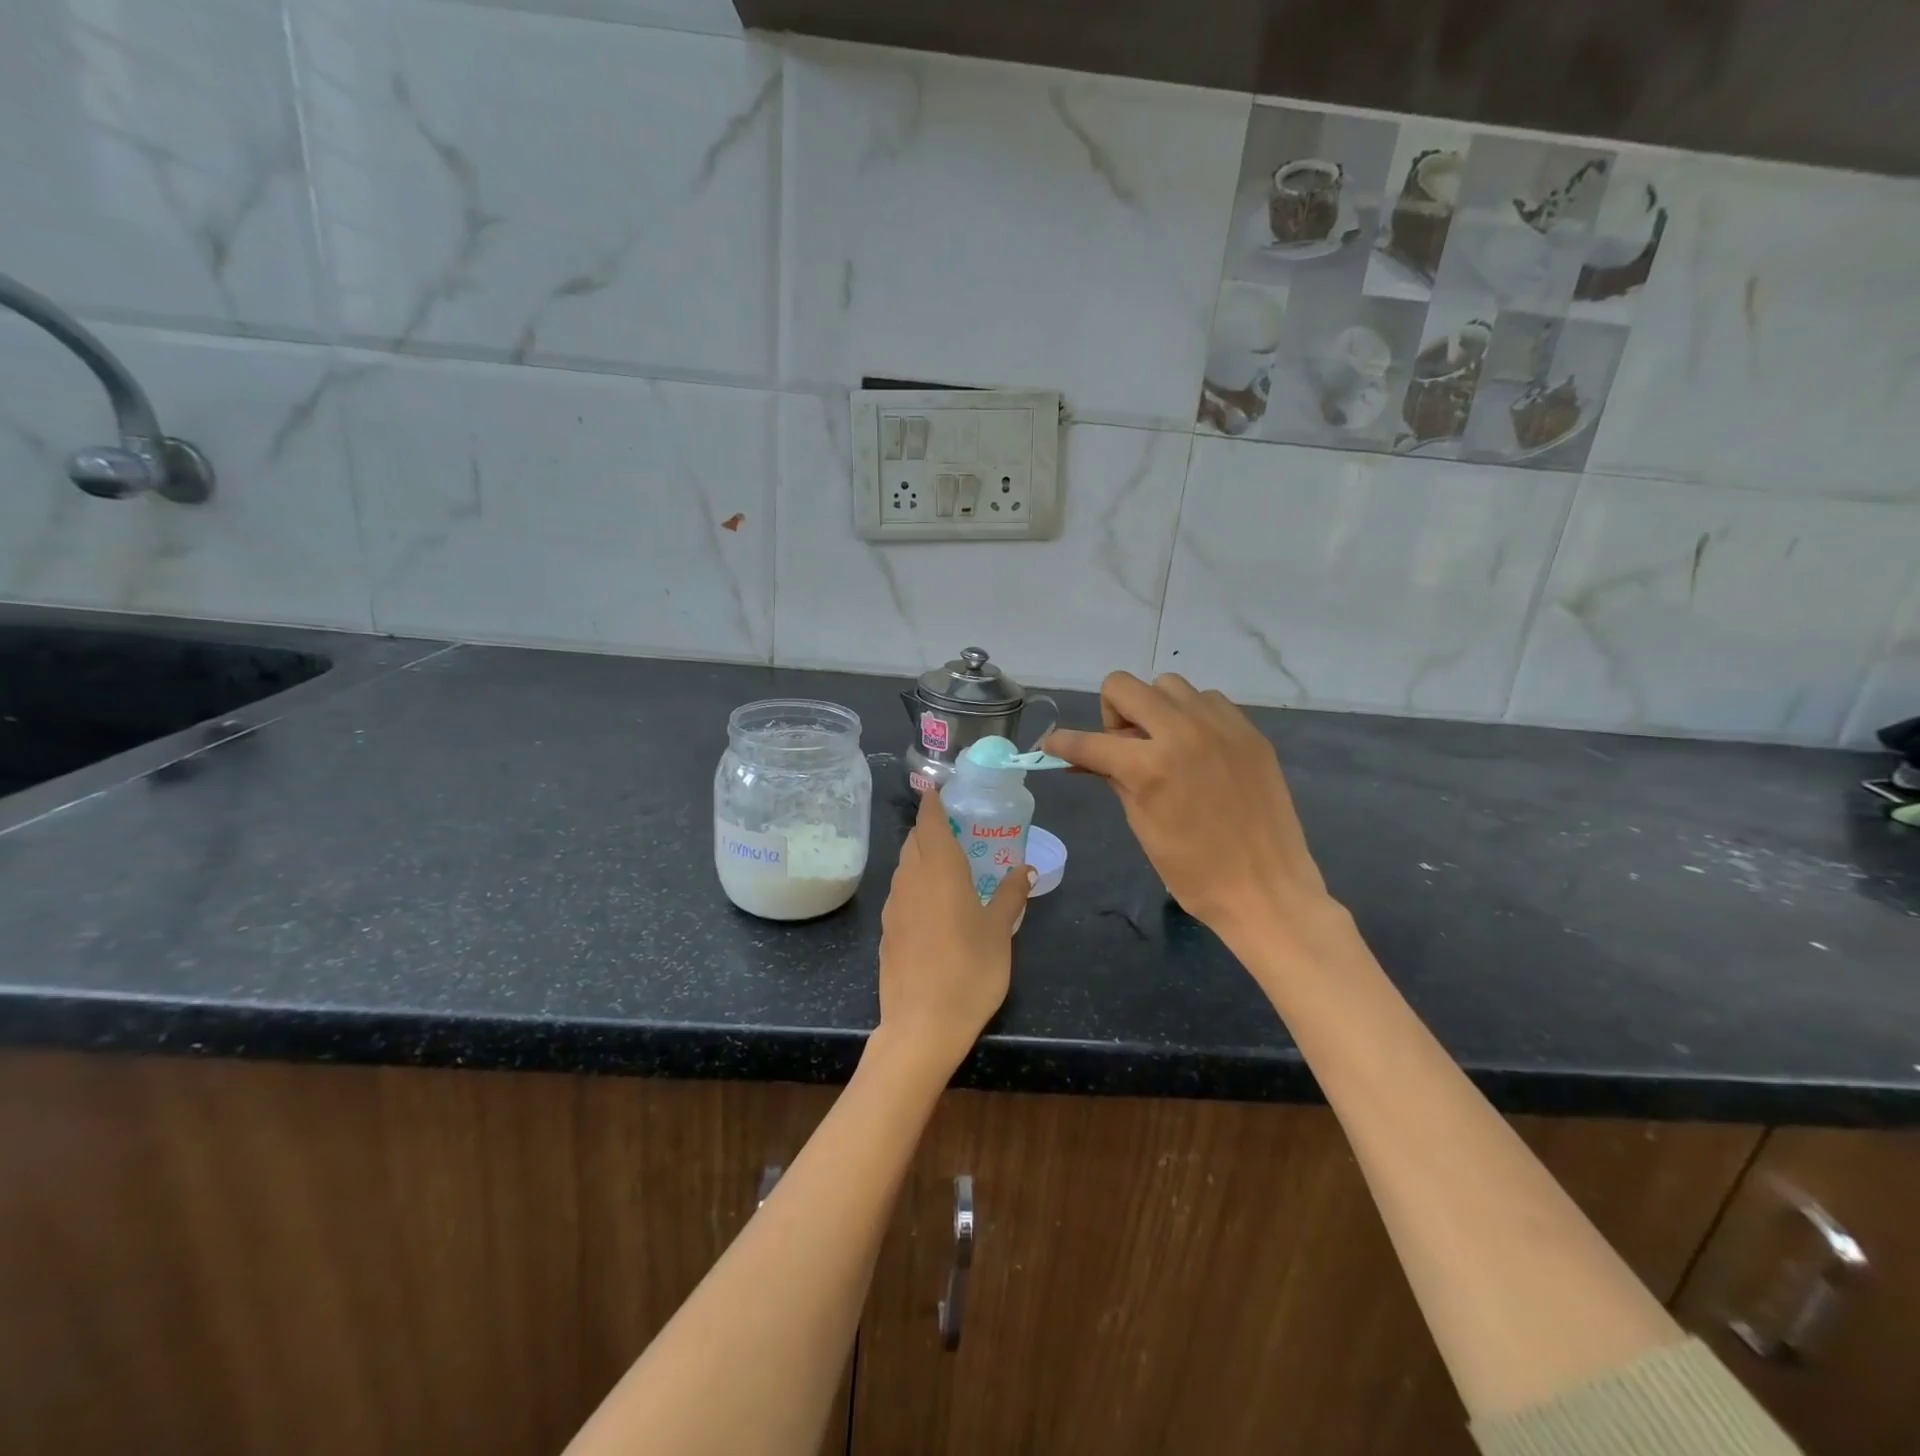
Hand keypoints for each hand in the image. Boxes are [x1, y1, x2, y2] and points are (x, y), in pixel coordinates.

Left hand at [875, 790, 1032, 1073]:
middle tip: (956, 832)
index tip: (940, 792)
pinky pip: (900, 893)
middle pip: (913, 841)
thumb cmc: (970, 971)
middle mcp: (911, 879)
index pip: (929, 821)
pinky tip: (932, 905)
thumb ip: (1011, 894)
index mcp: (940, 870)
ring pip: (904, 866)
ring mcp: (893, 905)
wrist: (922, 1025)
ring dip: (920, 857)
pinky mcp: (886, 930)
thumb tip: (1026, 869)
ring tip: (947, 867)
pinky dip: (914, 885)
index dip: (933, 803)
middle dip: (929, 829)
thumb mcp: (1000, 931)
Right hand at [1045, 672, 1340, 954]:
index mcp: (1150, 767)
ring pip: (1168, 686)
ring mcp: (1221, 726)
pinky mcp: (1249, 731)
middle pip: (1123, 686)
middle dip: (1111, 713)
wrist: (1266, 889)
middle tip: (1124, 747)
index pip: (1089, 742)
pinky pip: (1207, 701)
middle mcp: (1183, 732)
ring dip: (1154, 709)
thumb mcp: (1142, 825)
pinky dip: (1191, 716)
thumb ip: (1113, 779)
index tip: (1052, 745)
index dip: (1062, 743)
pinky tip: (1198, 750)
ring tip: (1164, 746)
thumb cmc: (1193, 871)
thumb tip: (1085, 759)